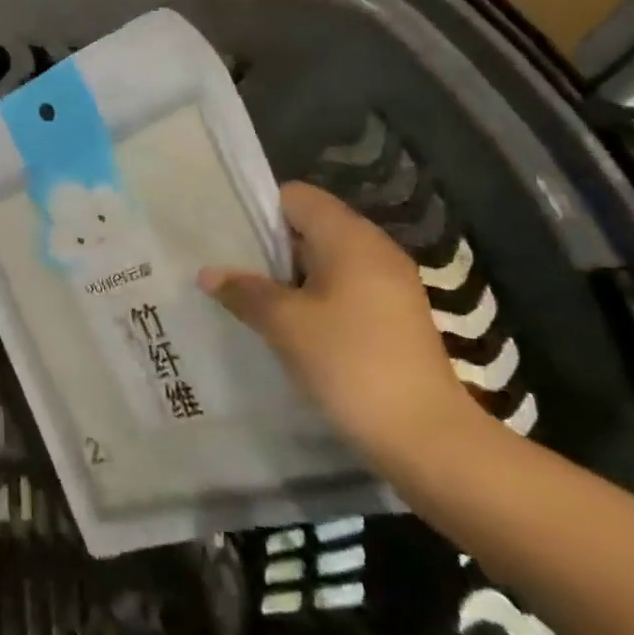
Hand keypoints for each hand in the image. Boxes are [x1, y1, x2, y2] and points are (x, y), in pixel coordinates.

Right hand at [199, 182, 478, 472]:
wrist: (426, 437)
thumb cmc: (350, 364)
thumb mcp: (285, 324)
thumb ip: (244, 291)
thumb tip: (208, 273)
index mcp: (351, 238)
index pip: (297, 197)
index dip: (259, 210)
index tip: (226, 236)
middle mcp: (374, 250)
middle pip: (311, 226)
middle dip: (269, 245)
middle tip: (228, 267)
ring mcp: (390, 284)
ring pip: (326, 260)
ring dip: (289, 275)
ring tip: (249, 296)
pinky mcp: (394, 316)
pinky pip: (344, 288)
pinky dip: (313, 296)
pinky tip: (288, 324)